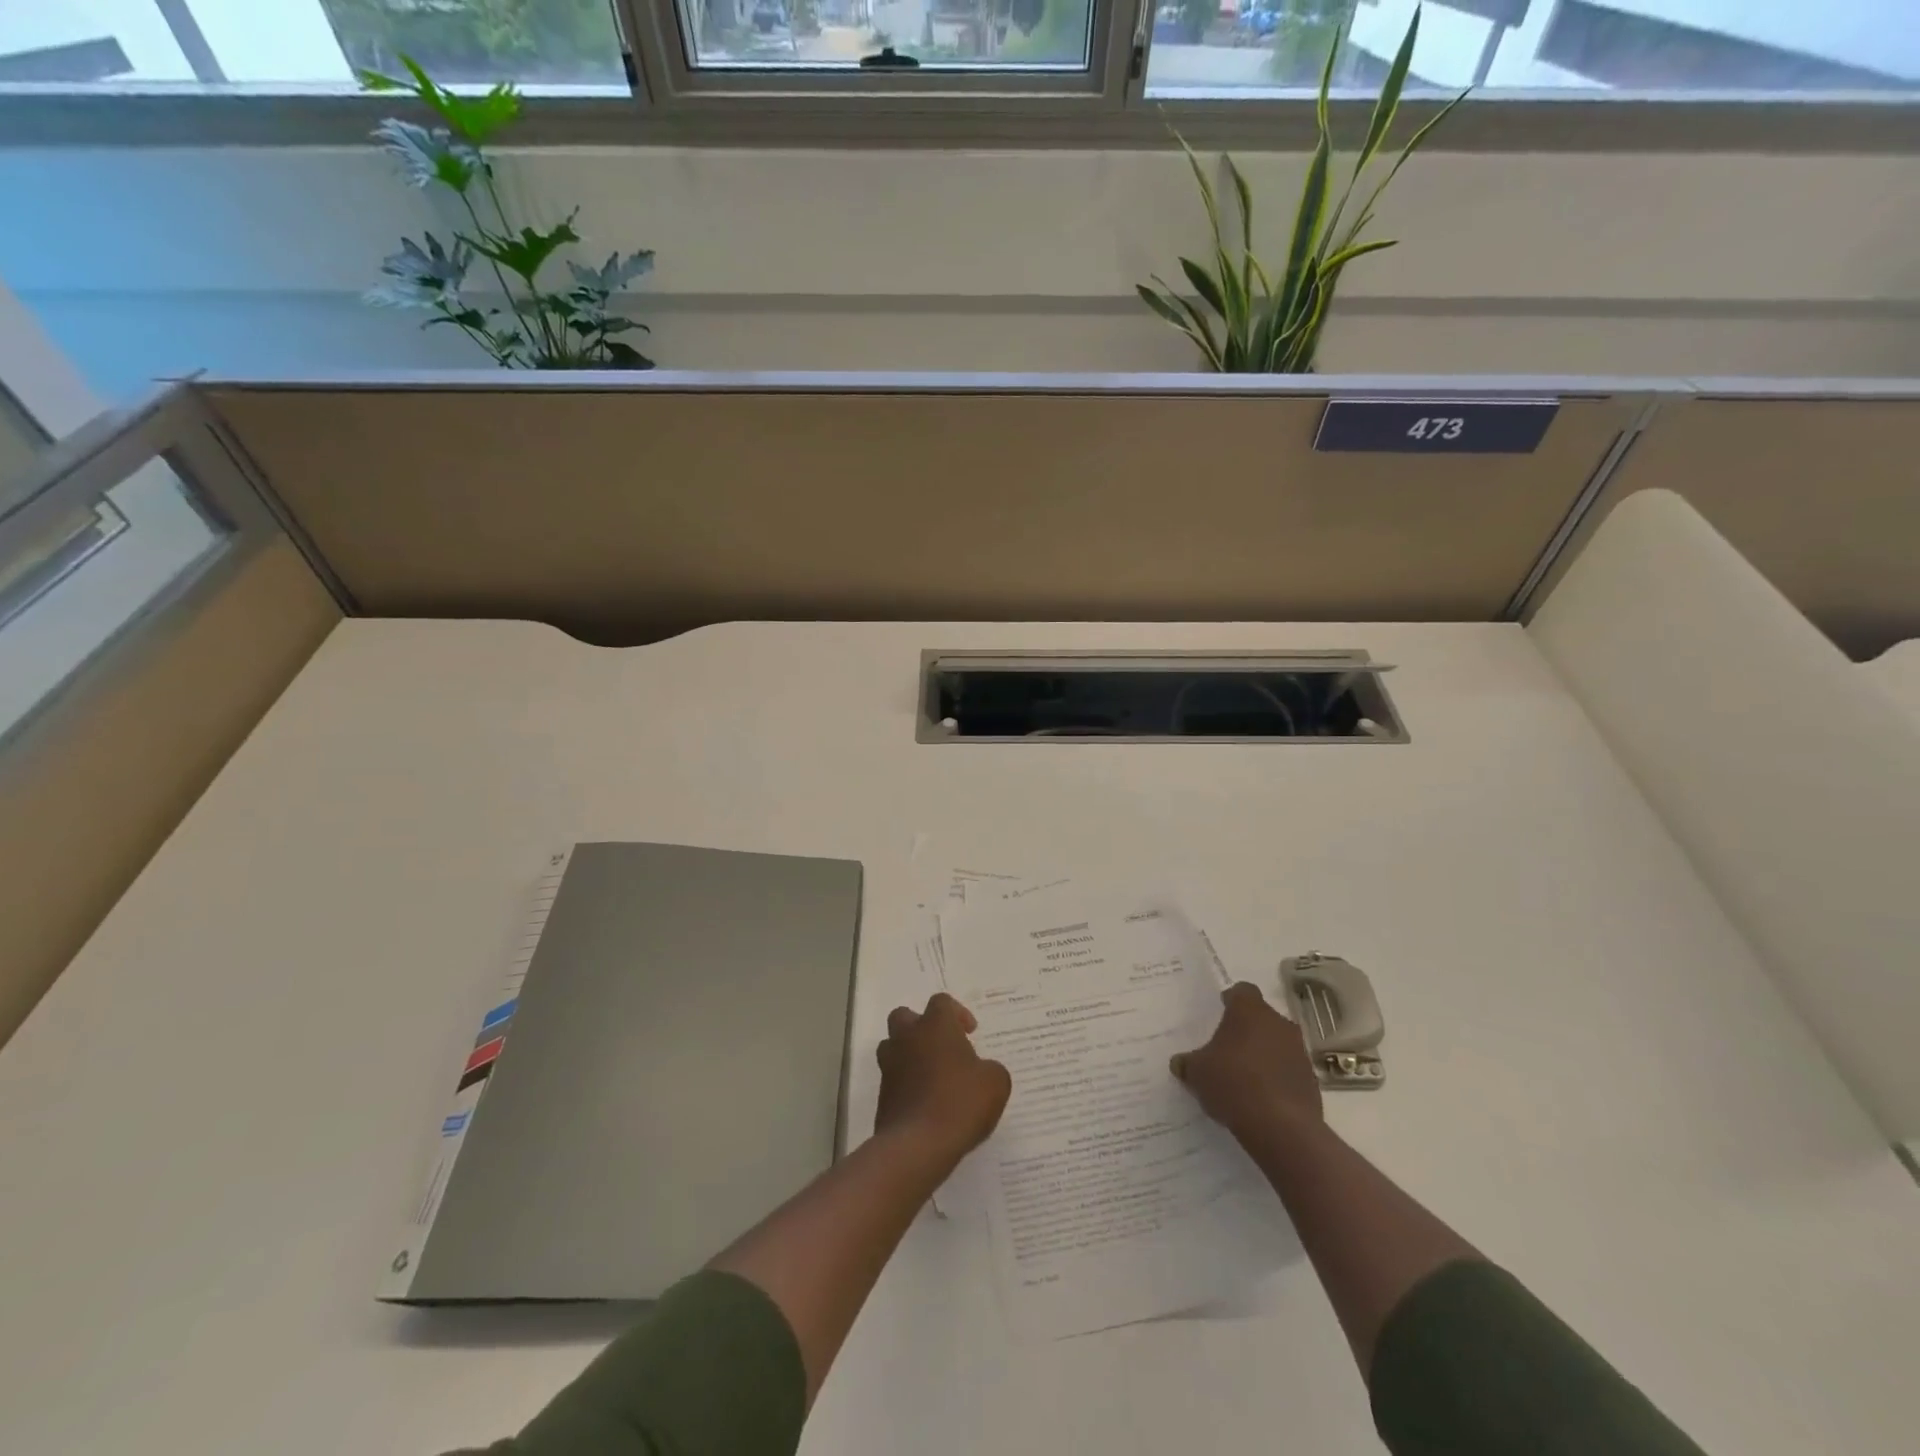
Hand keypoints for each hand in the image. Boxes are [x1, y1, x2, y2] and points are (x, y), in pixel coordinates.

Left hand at [874, 993, 1011, 1164]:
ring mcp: (890, 1066)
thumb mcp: (996, 1083)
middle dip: (921, 1027)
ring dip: (909, 1054)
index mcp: (935, 1026)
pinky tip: (926, 1104)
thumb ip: (991, 1069)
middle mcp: (907, 1038)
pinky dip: (906, 1085)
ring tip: (932, 1076)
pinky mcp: (882, 1096)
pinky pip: (893, 1080)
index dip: (957, 1013)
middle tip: (943, 1047)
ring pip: (893, 1047)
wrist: (918, 1145)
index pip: (941, 1002)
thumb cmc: (960, 1102)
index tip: (970, 1033)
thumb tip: (982, 1071)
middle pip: (905, 1016)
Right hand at [1171, 982, 1322, 1142]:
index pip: (1242, 991)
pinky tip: (1261, 1097)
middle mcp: (1279, 1024)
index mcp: (1250, 1011)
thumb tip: (1180, 1063)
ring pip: (1278, 1044)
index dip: (1231, 1000)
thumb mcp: (1197, 1072)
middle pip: (1262, 1017)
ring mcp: (1300, 1052)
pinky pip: (1289, 1071)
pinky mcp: (1311, 1081)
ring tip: (1243, 1076)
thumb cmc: (1232, 1083)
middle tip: (1227, 1047)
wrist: (1281, 1127)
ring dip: (1264, 1054)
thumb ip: (1188, 1063)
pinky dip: (1277, 1078)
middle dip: (1247, 1030)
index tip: (1220, 1012)